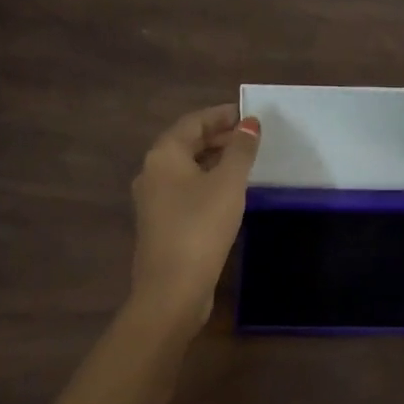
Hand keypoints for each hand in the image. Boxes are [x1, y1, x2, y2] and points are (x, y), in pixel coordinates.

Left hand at [129, 104, 259, 328]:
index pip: (193, 122)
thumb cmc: (201, 226)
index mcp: (164, 155)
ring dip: (213, 159)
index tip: (248, 113)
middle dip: (218, 136)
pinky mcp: (161, 223)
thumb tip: (250, 123)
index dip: (221, 115)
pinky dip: (207, 180)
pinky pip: (185, 189)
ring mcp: (153, 200)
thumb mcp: (229, 183)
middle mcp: (152, 172)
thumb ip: (240, 150)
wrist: (172, 289)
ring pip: (186, 167)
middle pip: (186, 143)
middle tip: (251, 136)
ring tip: (245, 159)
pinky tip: (229, 190)